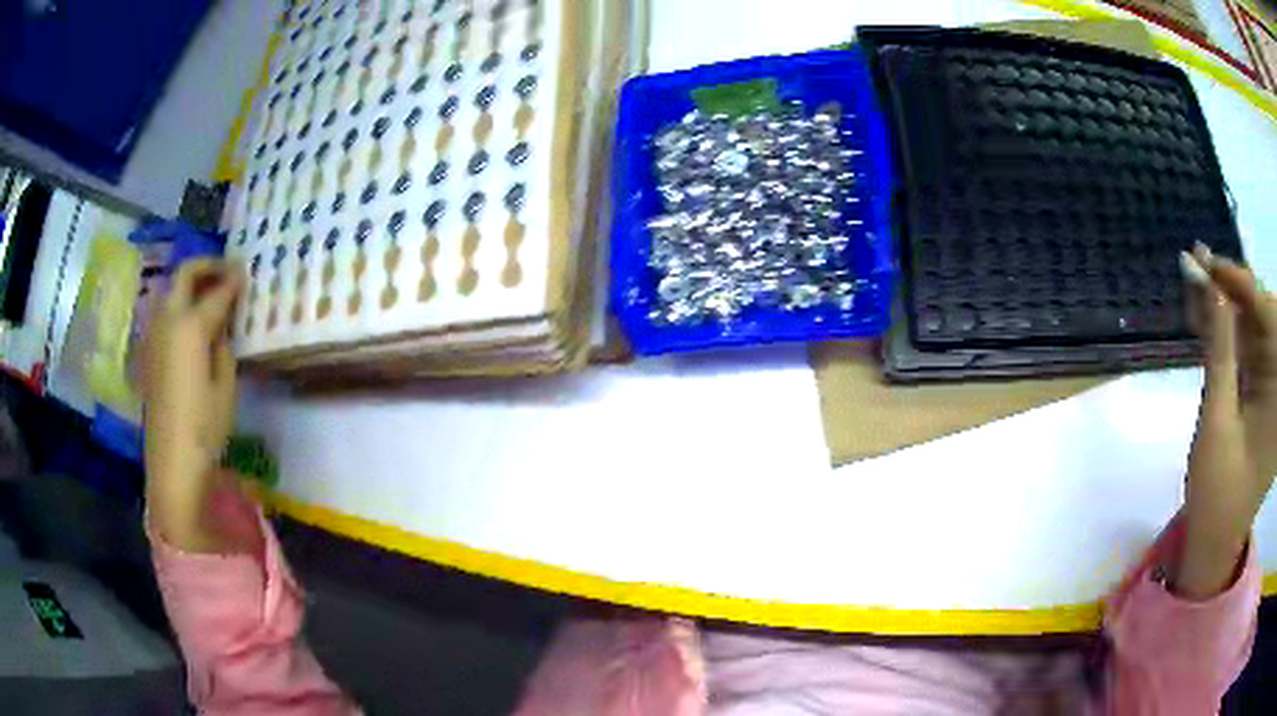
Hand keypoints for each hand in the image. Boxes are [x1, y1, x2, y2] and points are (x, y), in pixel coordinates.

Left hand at [142, 259, 244, 552]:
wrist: (172, 463)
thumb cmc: (205, 428)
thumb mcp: (225, 386)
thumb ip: (223, 345)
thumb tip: (220, 325)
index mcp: (191, 326)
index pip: (217, 291)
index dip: (234, 280)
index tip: (247, 273)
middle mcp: (168, 320)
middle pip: (184, 275)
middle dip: (206, 266)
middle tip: (226, 271)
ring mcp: (153, 334)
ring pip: (169, 290)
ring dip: (189, 283)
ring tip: (208, 293)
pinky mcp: (148, 352)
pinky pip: (162, 313)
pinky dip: (178, 304)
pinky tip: (190, 323)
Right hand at [1176, 244, 1276, 597]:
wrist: (1213, 544)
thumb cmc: (1217, 495)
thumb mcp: (1218, 421)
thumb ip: (1219, 349)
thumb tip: (1207, 283)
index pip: (1268, 316)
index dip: (1242, 282)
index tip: (1207, 261)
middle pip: (1262, 314)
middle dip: (1233, 289)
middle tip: (1197, 268)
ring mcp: (1271, 386)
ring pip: (1252, 326)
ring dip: (1225, 306)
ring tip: (1195, 284)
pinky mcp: (1260, 391)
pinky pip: (1246, 347)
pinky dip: (1226, 330)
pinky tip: (1205, 315)